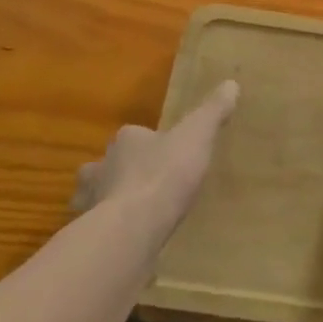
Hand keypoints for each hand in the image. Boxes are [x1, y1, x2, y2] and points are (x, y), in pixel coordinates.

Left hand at [73, 81, 238, 230]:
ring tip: (133, 211)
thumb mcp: (197, 136)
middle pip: (109, 163)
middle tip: (145, 180)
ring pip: (97, 194)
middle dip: (121, 169)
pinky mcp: (91, 232)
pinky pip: (99, 227)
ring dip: (110, 198)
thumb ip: (212, 111)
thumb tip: (231, 83)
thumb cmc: (165, 174)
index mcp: (127, 140)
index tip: (164, 151)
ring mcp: (91, 200)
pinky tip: (127, 238)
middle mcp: (102, 165)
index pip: (134, 134)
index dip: (147, 141)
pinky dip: (109, 229)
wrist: (133, 226)